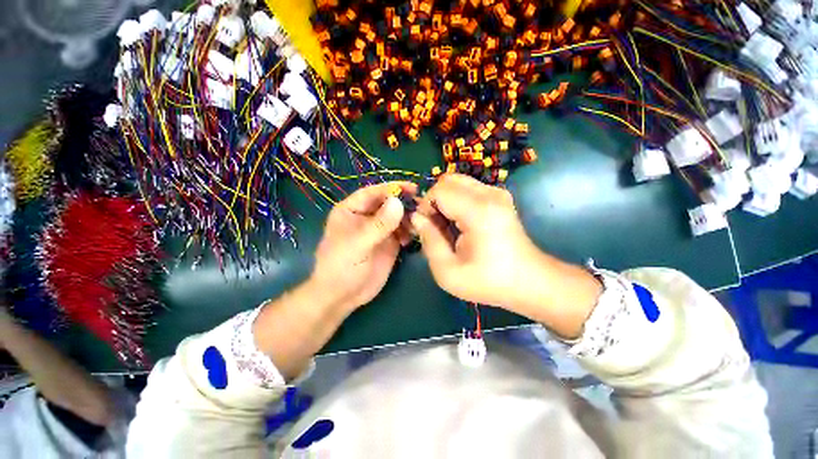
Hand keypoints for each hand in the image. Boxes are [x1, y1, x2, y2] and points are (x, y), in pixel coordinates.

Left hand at [309, 181, 416, 312]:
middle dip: (404, 202)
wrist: (342, 296)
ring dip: (409, 217)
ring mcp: (379, 230)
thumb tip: (398, 202)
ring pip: (397, 217)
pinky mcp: (389, 243)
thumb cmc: (341, 267)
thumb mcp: (358, 244)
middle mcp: (367, 217)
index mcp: (352, 210)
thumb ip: (379, 224)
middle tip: (422, 205)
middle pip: (388, 203)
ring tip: (420, 222)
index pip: (373, 193)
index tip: (412, 187)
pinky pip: (402, 231)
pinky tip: (414, 236)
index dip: (391, 188)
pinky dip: (410, 231)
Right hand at [412, 174, 600, 336]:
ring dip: (445, 200)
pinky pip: (468, 188)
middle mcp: (490, 194)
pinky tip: (460, 223)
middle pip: (448, 180)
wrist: (530, 282)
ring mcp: (498, 193)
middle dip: (434, 200)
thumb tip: (417, 217)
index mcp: (478, 210)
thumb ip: (428, 240)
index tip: (428, 229)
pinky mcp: (500, 197)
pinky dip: (457, 201)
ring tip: (448, 226)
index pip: (439, 190)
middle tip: (436, 226)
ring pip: (457, 182)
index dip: (426, 207)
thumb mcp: (448, 271)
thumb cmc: (488, 281)